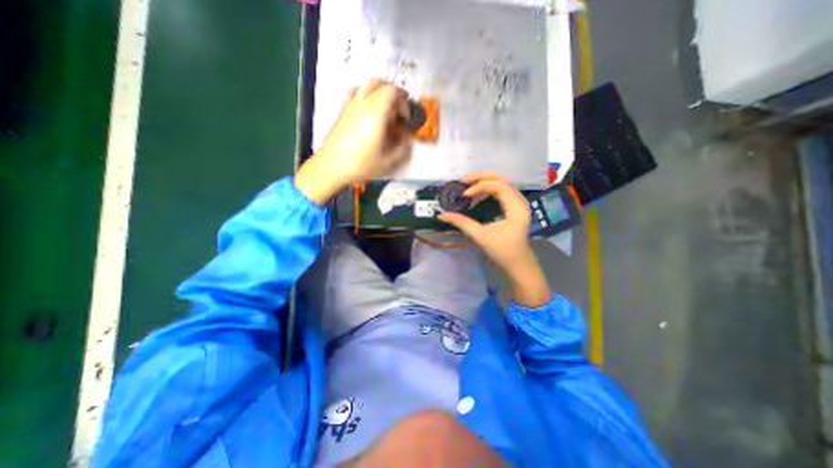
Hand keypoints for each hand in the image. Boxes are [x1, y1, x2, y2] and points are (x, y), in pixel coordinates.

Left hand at [293, 80, 410, 205]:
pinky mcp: (342, 110)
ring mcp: (350, 105)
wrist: (331, 166)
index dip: (403, 101)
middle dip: (392, 93)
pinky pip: (354, 92)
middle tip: (396, 110)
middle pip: (379, 83)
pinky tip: (367, 111)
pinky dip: (365, 95)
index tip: (404, 119)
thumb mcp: (387, 161)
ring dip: (378, 92)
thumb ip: (402, 147)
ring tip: (383, 109)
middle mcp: (362, 104)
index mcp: (375, 114)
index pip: (392, 91)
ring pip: (365, 85)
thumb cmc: (361, 165)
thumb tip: (407, 137)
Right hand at [439, 171, 551, 306]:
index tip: (465, 194)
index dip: (480, 186)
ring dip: (486, 180)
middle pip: (502, 179)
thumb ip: (461, 223)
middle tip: (464, 181)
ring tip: (469, 183)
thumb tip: (442, 215)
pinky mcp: (514, 207)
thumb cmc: (503, 252)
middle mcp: (520, 201)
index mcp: (516, 208)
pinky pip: (502, 190)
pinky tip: (478, 191)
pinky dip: (489, 187)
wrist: (519, 264)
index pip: (499, 186)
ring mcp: (518, 204)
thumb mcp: (481, 236)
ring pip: (503, 183)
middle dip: (482, 177)